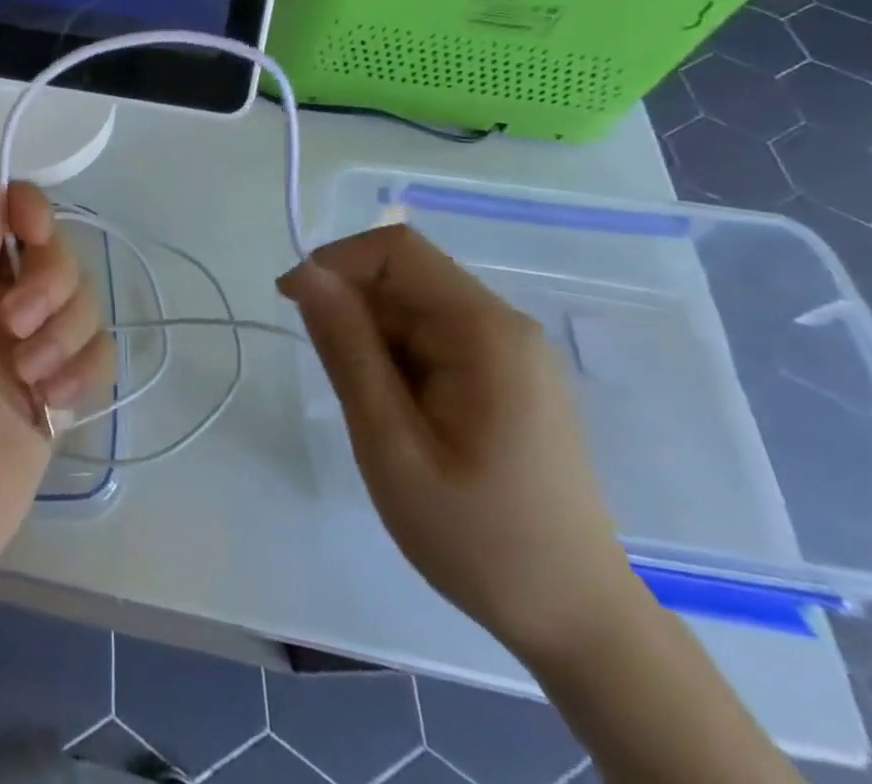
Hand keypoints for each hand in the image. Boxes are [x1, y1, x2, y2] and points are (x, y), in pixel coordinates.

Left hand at [0, 169, 113, 626]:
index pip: (2, 214)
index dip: (27, 213)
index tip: (34, 234)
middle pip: (53, 254)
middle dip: (49, 282)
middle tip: (17, 327)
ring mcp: (24, 351)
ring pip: (81, 302)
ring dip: (66, 332)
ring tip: (31, 379)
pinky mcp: (53, 397)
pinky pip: (95, 355)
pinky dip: (85, 370)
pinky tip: (54, 405)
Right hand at [278, 225, 642, 662]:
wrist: (578, 622)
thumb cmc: (478, 538)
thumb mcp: (391, 445)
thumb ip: (348, 351)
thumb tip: (306, 274)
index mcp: (485, 331)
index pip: (396, 250)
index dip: (336, 262)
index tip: (293, 306)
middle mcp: (503, 325)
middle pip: (404, 277)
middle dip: (353, 311)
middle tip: (338, 383)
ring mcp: (509, 350)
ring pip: (412, 308)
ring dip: (373, 340)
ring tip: (374, 412)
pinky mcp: (506, 375)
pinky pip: (432, 337)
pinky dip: (396, 360)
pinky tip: (399, 415)